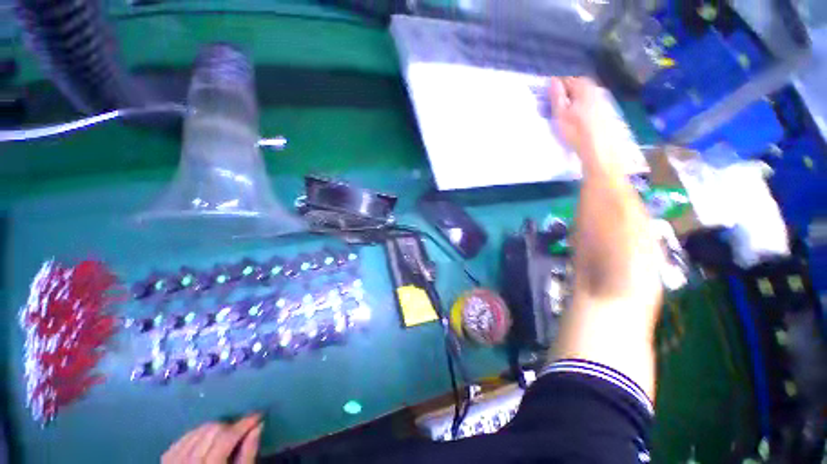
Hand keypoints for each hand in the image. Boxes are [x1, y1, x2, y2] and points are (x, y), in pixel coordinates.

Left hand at [162, 414, 262, 463]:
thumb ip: (248, 454)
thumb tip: (258, 425)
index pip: (226, 438)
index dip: (244, 424)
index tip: (259, 415)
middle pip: (212, 430)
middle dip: (231, 426)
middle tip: (243, 431)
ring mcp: (173, 463)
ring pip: (198, 430)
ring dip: (216, 429)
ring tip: (226, 436)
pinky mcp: (166, 461)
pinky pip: (185, 437)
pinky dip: (199, 433)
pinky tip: (207, 440)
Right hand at [548, 77, 623, 170]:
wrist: (599, 146)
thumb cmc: (576, 130)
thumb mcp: (560, 114)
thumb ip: (557, 96)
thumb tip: (553, 80)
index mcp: (583, 87)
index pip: (568, 79)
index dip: (557, 85)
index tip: (548, 94)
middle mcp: (595, 89)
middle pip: (578, 85)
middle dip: (567, 90)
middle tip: (555, 103)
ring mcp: (601, 99)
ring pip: (584, 94)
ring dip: (574, 99)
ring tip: (565, 111)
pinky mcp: (605, 110)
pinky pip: (589, 102)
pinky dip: (581, 105)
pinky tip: (577, 117)